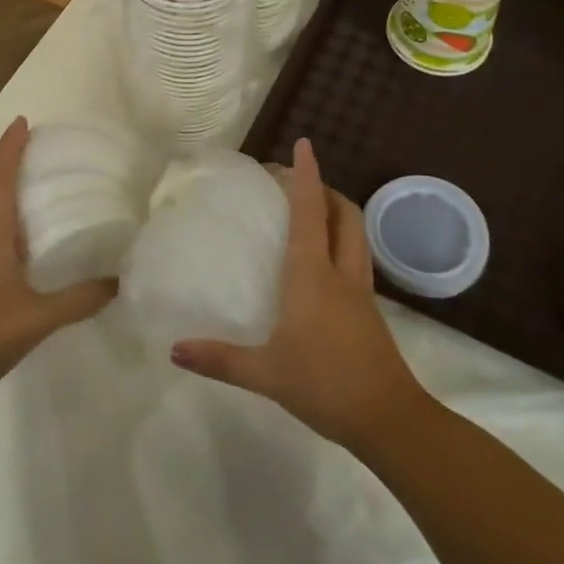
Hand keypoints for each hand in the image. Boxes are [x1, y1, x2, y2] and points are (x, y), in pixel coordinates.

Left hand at [0, 117, 117, 423]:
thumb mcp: (37, 318)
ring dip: (7, 194)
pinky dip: (11, 227)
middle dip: (8, 165)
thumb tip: (121, 280)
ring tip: (40, 187)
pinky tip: (34, 244)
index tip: (24, 122)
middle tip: (39, 150)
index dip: (8, 149)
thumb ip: (80, 299)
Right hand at [170, 139, 425, 449]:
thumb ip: (220, 359)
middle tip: (296, 183)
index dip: (306, 175)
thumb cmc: (325, 384)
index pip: (309, 211)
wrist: (389, 419)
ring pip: (355, 233)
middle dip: (324, 188)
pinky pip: (355, 258)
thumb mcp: (266, 373)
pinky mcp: (369, 310)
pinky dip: (340, 242)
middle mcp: (340, 272)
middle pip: (343, 212)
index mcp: (313, 274)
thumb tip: (174, 350)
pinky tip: (321, 264)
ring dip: (336, 212)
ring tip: (310, 212)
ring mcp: (360, 290)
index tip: (304, 144)